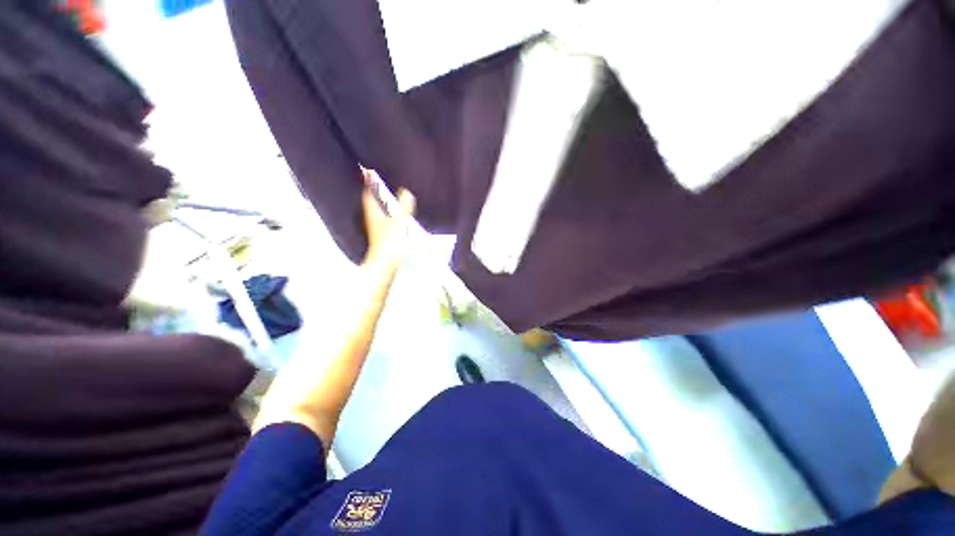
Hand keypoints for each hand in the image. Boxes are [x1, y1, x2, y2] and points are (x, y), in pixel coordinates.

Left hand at [360, 169, 415, 269]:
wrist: (385, 265)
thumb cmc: (390, 244)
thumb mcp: (400, 224)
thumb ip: (404, 208)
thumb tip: (406, 191)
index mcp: (373, 214)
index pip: (367, 193)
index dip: (367, 181)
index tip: (366, 169)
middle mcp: (372, 219)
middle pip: (368, 200)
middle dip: (370, 188)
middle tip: (372, 176)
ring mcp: (376, 228)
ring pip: (374, 209)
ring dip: (376, 199)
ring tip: (381, 190)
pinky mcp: (381, 235)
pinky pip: (381, 216)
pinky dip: (383, 210)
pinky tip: (390, 211)